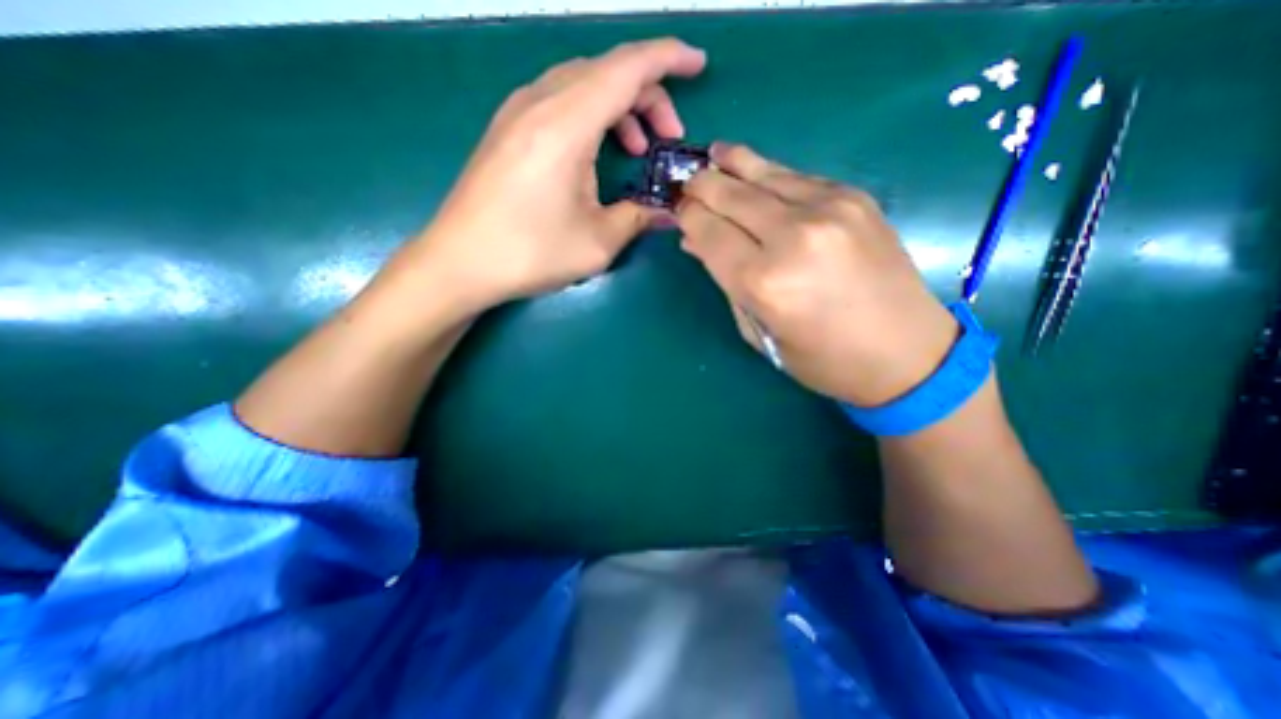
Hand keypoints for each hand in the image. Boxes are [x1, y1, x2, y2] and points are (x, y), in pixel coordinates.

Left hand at [414, 35, 705, 313]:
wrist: (459, 263)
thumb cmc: (529, 253)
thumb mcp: (597, 243)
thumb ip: (638, 219)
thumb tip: (667, 213)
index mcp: (565, 124)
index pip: (626, 68)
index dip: (668, 58)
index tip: (698, 65)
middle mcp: (539, 103)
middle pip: (605, 71)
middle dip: (647, 95)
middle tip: (667, 138)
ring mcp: (517, 113)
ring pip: (582, 83)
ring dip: (618, 107)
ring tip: (636, 148)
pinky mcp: (507, 130)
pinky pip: (559, 100)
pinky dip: (591, 116)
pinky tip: (596, 153)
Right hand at [679, 142, 960, 405]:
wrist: (906, 352)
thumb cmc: (822, 359)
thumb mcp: (760, 332)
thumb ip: (726, 283)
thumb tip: (697, 244)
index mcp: (762, 282)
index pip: (708, 232)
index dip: (688, 218)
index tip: (677, 212)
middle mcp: (791, 237)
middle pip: (730, 196)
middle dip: (701, 187)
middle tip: (686, 183)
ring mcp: (827, 210)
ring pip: (762, 175)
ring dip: (731, 164)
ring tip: (712, 155)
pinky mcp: (853, 198)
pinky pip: (796, 177)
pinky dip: (768, 173)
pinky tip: (753, 169)